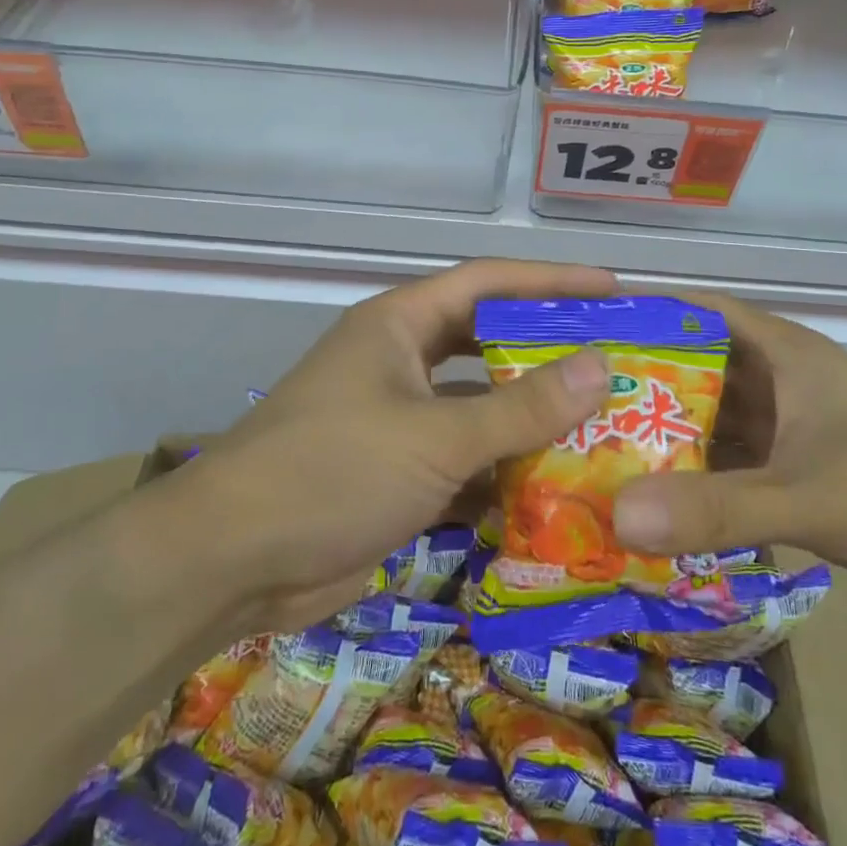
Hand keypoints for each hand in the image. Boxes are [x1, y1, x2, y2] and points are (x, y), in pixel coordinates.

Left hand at [182, 259, 614, 631]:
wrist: (231, 563)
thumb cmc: (333, 471)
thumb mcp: (434, 436)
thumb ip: (520, 408)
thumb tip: (600, 366)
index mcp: (400, 325)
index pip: (488, 283)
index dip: (551, 281)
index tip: (613, 289)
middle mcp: (401, 362)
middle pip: (488, 344)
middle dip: (547, 352)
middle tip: (615, 361)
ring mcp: (398, 420)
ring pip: (480, 407)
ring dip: (530, 420)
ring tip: (603, 426)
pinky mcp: (398, 474)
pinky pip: (465, 461)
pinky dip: (503, 474)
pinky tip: (556, 490)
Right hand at [610, 292, 846, 615]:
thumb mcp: (810, 497)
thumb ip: (719, 508)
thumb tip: (620, 516)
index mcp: (782, 353)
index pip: (697, 310)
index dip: (643, 310)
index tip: (581, 327)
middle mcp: (777, 381)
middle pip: (692, 366)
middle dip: (637, 380)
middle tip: (568, 400)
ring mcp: (784, 428)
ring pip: (707, 418)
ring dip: (661, 433)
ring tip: (592, 447)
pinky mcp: (791, 471)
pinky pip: (725, 463)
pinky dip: (690, 477)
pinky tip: (647, 497)